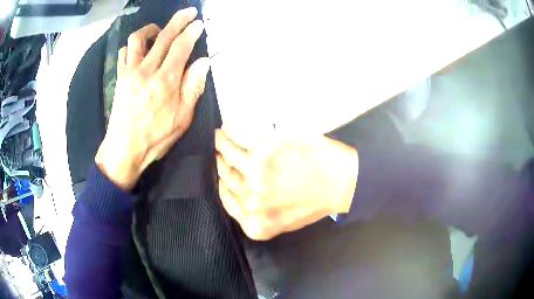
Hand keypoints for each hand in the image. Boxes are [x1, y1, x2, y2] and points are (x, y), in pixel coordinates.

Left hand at [95, 7, 209, 190]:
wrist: (124, 150)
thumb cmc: (155, 138)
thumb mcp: (182, 118)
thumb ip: (193, 87)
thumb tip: (203, 62)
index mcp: (165, 81)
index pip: (181, 47)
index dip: (192, 32)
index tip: (199, 24)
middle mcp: (147, 70)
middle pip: (163, 37)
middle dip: (178, 21)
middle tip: (188, 12)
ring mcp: (130, 73)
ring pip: (138, 39)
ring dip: (152, 29)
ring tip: (160, 29)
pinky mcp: (120, 78)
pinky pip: (123, 54)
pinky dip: (132, 46)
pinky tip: (139, 48)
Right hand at [215, 128, 358, 239]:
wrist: (343, 183)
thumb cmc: (317, 201)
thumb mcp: (284, 220)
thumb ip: (258, 213)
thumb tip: (239, 193)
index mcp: (255, 224)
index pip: (225, 199)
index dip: (221, 183)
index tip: (219, 172)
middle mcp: (251, 201)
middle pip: (224, 176)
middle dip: (220, 163)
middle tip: (218, 153)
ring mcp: (256, 173)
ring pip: (228, 154)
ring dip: (220, 144)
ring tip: (219, 138)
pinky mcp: (266, 149)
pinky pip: (239, 137)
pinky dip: (231, 131)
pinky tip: (228, 129)